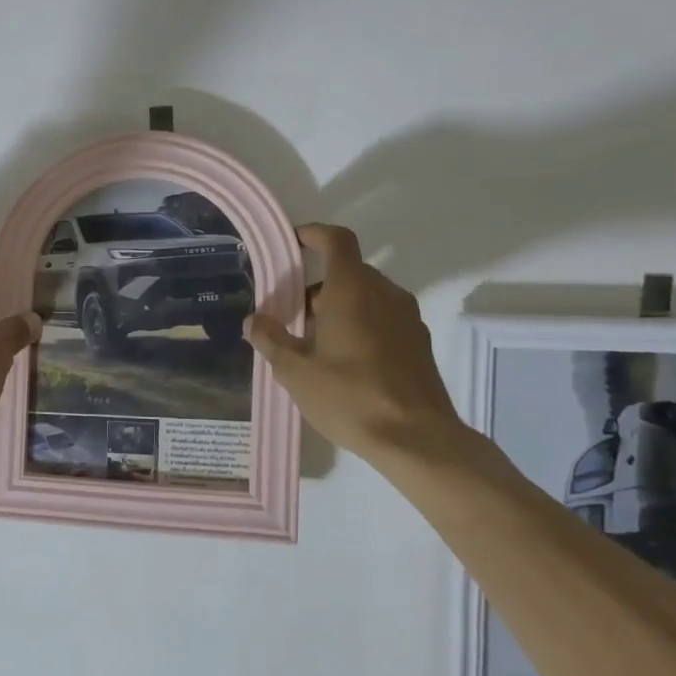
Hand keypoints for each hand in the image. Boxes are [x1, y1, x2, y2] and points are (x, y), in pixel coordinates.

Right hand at [245, 224, 478, 471]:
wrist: (418, 440)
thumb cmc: (350, 397)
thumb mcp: (295, 371)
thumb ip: (271, 339)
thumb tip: (255, 320)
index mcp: (353, 289)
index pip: (336, 241)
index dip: (314, 234)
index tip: (293, 242)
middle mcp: (385, 294)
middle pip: (348, 273)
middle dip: (316, 288)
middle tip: (291, 318)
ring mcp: (408, 318)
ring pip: (366, 297)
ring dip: (338, 309)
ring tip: (314, 346)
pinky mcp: (419, 343)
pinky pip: (383, 319)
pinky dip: (360, 326)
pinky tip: (344, 364)